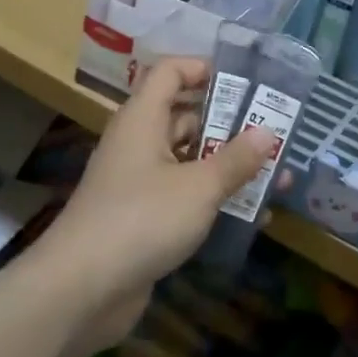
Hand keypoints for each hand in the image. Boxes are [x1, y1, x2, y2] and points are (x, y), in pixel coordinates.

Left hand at [35, 58, 276, 351]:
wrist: (82, 288)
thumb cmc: (142, 219)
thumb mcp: (199, 186)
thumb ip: (236, 159)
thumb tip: (267, 132)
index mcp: (143, 119)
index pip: (171, 72)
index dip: (205, 68)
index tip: (246, 83)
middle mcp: (138, 143)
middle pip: (184, 117)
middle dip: (229, 124)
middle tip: (274, 132)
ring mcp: (138, 183)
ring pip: (188, 160)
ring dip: (227, 166)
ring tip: (275, 174)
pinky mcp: (142, 218)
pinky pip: (183, 196)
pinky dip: (212, 199)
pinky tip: (251, 214)